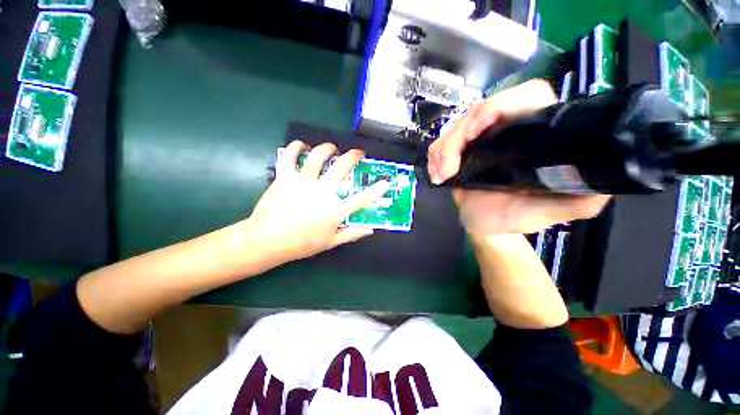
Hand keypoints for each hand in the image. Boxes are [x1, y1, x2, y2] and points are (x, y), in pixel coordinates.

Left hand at [246, 140, 389, 263]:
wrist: (266, 241)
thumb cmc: (300, 244)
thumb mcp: (330, 243)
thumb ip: (352, 234)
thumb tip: (370, 229)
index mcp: (333, 210)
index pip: (361, 199)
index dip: (376, 190)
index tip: (385, 182)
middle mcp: (321, 192)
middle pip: (341, 168)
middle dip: (353, 157)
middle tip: (358, 153)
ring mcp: (302, 182)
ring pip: (317, 156)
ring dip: (327, 148)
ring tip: (332, 148)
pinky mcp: (285, 177)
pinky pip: (289, 156)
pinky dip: (295, 147)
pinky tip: (302, 146)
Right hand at [427, 79, 610, 234]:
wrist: (488, 227)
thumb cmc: (521, 217)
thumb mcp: (560, 208)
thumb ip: (586, 193)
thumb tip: (607, 172)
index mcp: (536, 133)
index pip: (526, 96)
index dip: (501, 104)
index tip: (479, 131)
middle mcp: (507, 129)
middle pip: (479, 110)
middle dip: (459, 136)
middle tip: (448, 167)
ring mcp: (479, 140)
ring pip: (456, 126)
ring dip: (443, 149)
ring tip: (441, 175)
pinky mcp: (458, 151)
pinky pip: (441, 143)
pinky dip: (435, 156)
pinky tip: (436, 174)